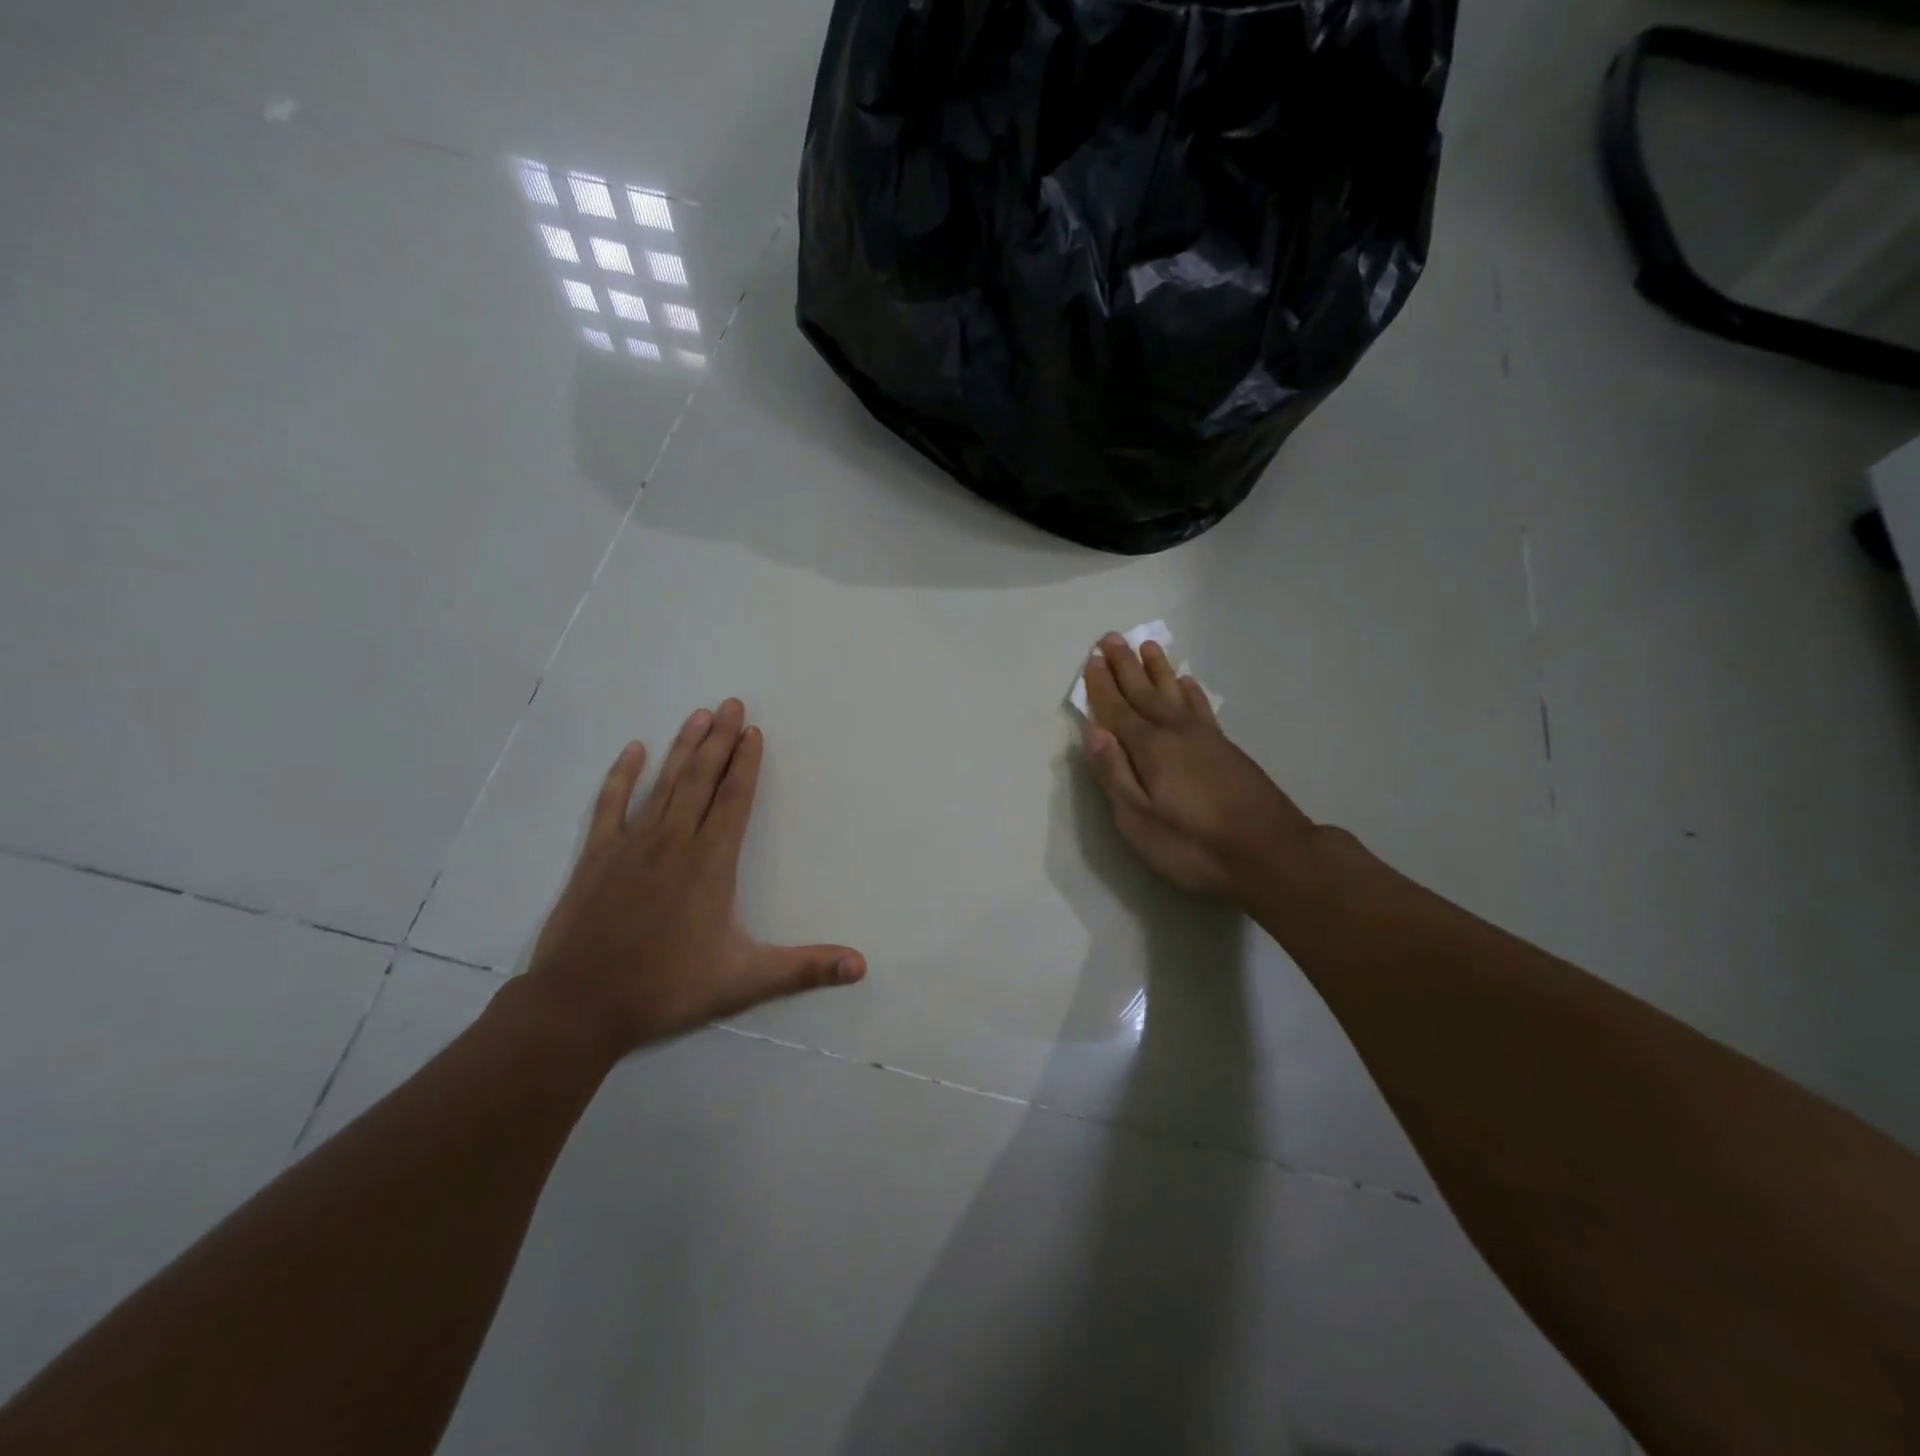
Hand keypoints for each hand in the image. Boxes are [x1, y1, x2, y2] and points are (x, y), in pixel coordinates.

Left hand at [523, 700, 864, 1060]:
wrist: (579, 1005)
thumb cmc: (667, 988)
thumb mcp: (745, 981)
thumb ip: (805, 969)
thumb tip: (862, 965)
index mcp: (710, 863)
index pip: (734, 799)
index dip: (747, 763)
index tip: (754, 730)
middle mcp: (673, 841)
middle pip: (701, 779)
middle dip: (719, 739)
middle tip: (731, 702)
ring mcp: (631, 845)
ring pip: (663, 784)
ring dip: (683, 747)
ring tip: (698, 714)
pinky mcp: (596, 856)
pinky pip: (610, 804)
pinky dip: (622, 775)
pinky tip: (633, 750)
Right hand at [1081, 634, 1316, 907]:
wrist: (1272, 854)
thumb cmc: (1194, 845)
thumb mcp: (1140, 820)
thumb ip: (1114, 774)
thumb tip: (1094, 732)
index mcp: (1150, 749)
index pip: (1117, 710)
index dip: (1101, 686)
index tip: (1090, 660)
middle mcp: (1176, 732)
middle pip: (1145, 692)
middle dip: (1125, 666)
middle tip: (1111, 638)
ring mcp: (1205, 738)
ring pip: (1175, 693)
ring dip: (1159, 670)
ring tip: (1148, 646)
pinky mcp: (1227, 749)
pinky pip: (1201, 707)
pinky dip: (1191, 692)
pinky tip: (1188, 682)